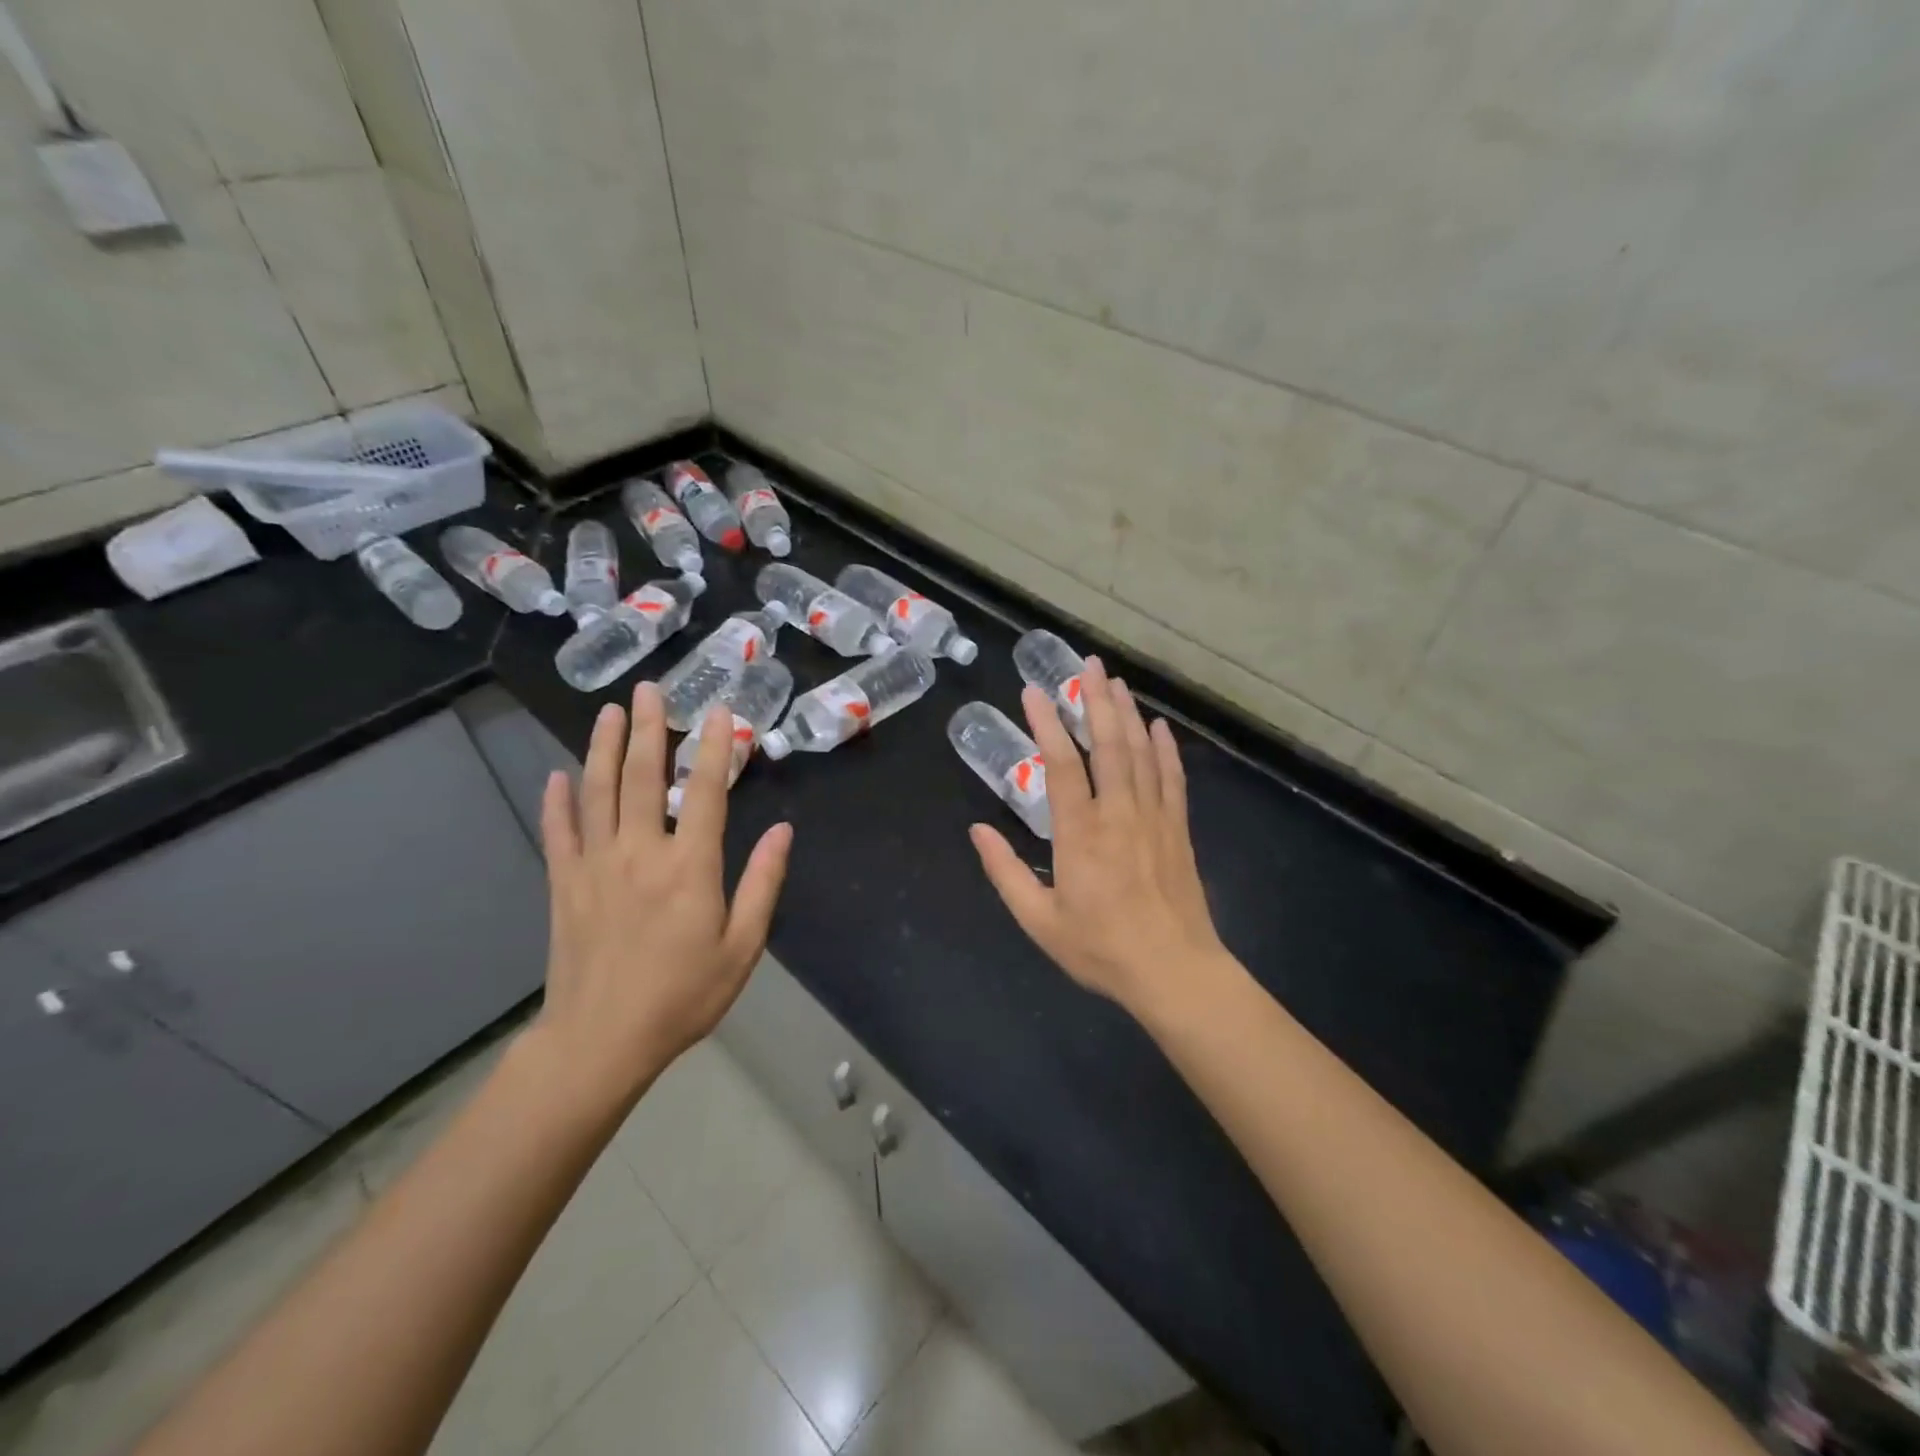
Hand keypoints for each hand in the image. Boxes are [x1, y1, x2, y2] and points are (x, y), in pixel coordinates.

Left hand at [528, 684, 791, 1109]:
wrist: (600, 1042)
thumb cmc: (682, 996)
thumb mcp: (742, 947)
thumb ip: (762, 884)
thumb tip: (784, 831)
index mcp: (689, 868)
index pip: (706, 792)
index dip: (714, 748)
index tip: (718, 711)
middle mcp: (640, 853)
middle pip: (642, 778)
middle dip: (648, 729)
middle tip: (647, 690)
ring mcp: (595, 865)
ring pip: (598, 792)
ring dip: (603, 748)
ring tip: (608, 711)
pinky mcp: (564, 884)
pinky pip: (559, 832)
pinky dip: (557, 801)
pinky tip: (557, 774)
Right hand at [969, 656, 1227, 1017]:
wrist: (1174, 971)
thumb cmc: (1101, 948)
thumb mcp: (1039, 920)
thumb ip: (1005, 872)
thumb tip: (976, 829)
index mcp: (1080, 833)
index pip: (1061, 764)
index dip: (1047, 724)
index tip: (1034, 692)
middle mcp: (1118, 813)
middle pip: (1109, 744)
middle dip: (1096, 700)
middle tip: (1088, 665)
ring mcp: (1154, 817)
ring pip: (1141, 753)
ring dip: (1128, 713)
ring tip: (1116, 681)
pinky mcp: (1178, 829)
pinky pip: (1172, 778)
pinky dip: (1166, 748)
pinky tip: (1160, 726)